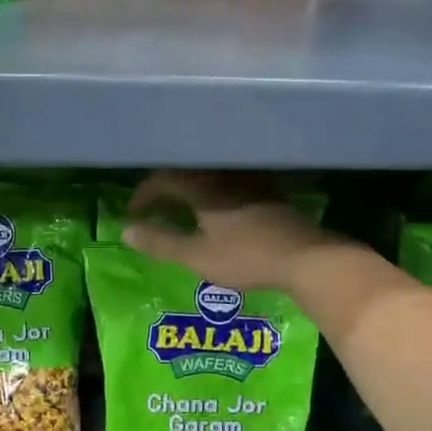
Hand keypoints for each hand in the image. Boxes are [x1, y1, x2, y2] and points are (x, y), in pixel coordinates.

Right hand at [122, 171, 340, 292]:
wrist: (306, 258)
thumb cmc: (246, 257)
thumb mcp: (196, 256)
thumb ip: (160, 243)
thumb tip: (125, 231)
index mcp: (203, 187)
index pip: (164, 180)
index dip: (144, 195)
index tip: (133, 213)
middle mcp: (225, 176)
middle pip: (187, 172)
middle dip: (165, 188)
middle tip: (153, 208)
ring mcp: (250, 182)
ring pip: (210, 176)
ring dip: (189, 188)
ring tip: (180, 208)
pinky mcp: (268, 192)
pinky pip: (229, 182)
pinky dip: (212, 193)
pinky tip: (216, 211)